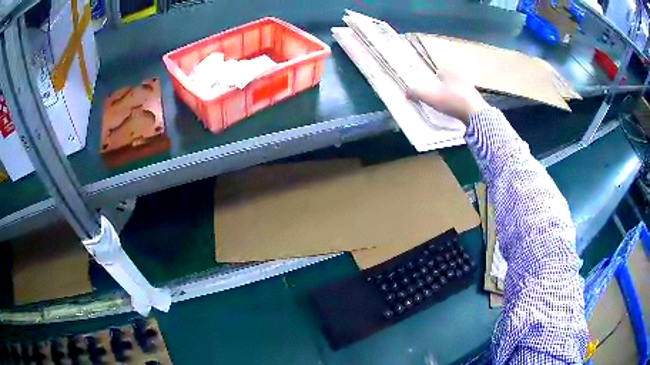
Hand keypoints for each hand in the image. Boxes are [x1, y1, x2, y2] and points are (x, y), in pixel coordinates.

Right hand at [407, 69, 489, 124]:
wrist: (477, 116)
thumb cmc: (452, 102)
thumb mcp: (430, 97)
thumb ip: (417, 93)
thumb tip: (405, 92)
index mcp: (452, 73)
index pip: (442, 71)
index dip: (436, 76)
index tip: (432, 83)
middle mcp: (464, 79)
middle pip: (452, 80)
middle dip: (446, 86)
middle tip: (439, 94)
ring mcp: (473, 92)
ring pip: (461, 91)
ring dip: (455, 96)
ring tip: (448, 104)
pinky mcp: (479, 104)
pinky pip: (468, 102)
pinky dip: (462, 106)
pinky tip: (458, 113)